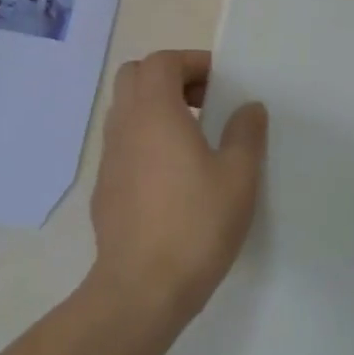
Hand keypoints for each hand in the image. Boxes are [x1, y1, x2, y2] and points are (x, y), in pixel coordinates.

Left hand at [89, 50, 267, 320]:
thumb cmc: (195, 224)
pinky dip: (146, 139)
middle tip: (204, 102)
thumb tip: (248, 108)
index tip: (222, 84)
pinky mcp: (104, 189)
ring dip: (157, 109)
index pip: (162, 61)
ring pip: (126, 110)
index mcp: (155, 113)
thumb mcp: (239, 176)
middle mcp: (125, 127)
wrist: (140, 292)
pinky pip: (123, 144)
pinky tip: (173, 176)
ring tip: (194, 138)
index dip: (192, 63)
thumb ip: (246, 133)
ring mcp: (109, 159)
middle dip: (170, 78)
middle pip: (135, 76)